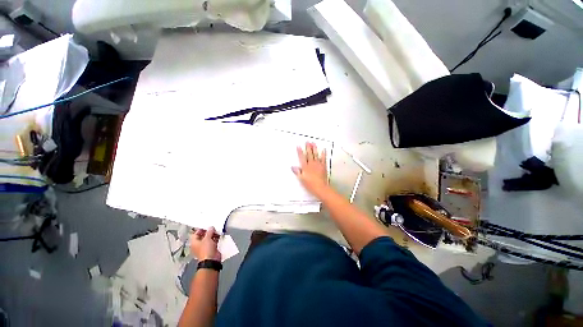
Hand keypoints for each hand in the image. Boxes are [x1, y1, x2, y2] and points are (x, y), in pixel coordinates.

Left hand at [190, 227, 220, 260]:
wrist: (211, 260)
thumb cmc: (206, 249)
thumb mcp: (207, 238)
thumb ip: (209, 232)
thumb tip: (211, 227)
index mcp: (194, 242)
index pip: (196, 234)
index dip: (201, 229)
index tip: (207, 226)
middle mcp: (199, 245)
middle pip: (203, 236)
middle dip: (208, 232)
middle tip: (213, 227)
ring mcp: (205, 247)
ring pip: (209, 238)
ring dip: (213, 234)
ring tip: (217, 230)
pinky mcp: (211, 248)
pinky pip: (213, 241)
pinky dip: (216, 238)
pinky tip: (219, 235)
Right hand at [292, 142, 328, 196]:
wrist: (320, 187)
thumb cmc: (310, 184)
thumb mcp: (301, 179)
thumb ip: (297, 172)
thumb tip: (292, 167)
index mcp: (305, 167)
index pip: (302, 157)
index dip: (300, 151)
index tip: (298, 146)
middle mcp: (311, 164)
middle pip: (309, 154)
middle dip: (308, 147)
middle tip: (307, 141)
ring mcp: (318, 164)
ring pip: (316, 155)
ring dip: (314, 148)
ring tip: (313, 143)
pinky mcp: (323, 166)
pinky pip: (323, 158)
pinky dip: (323, 154)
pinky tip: (323, 150)